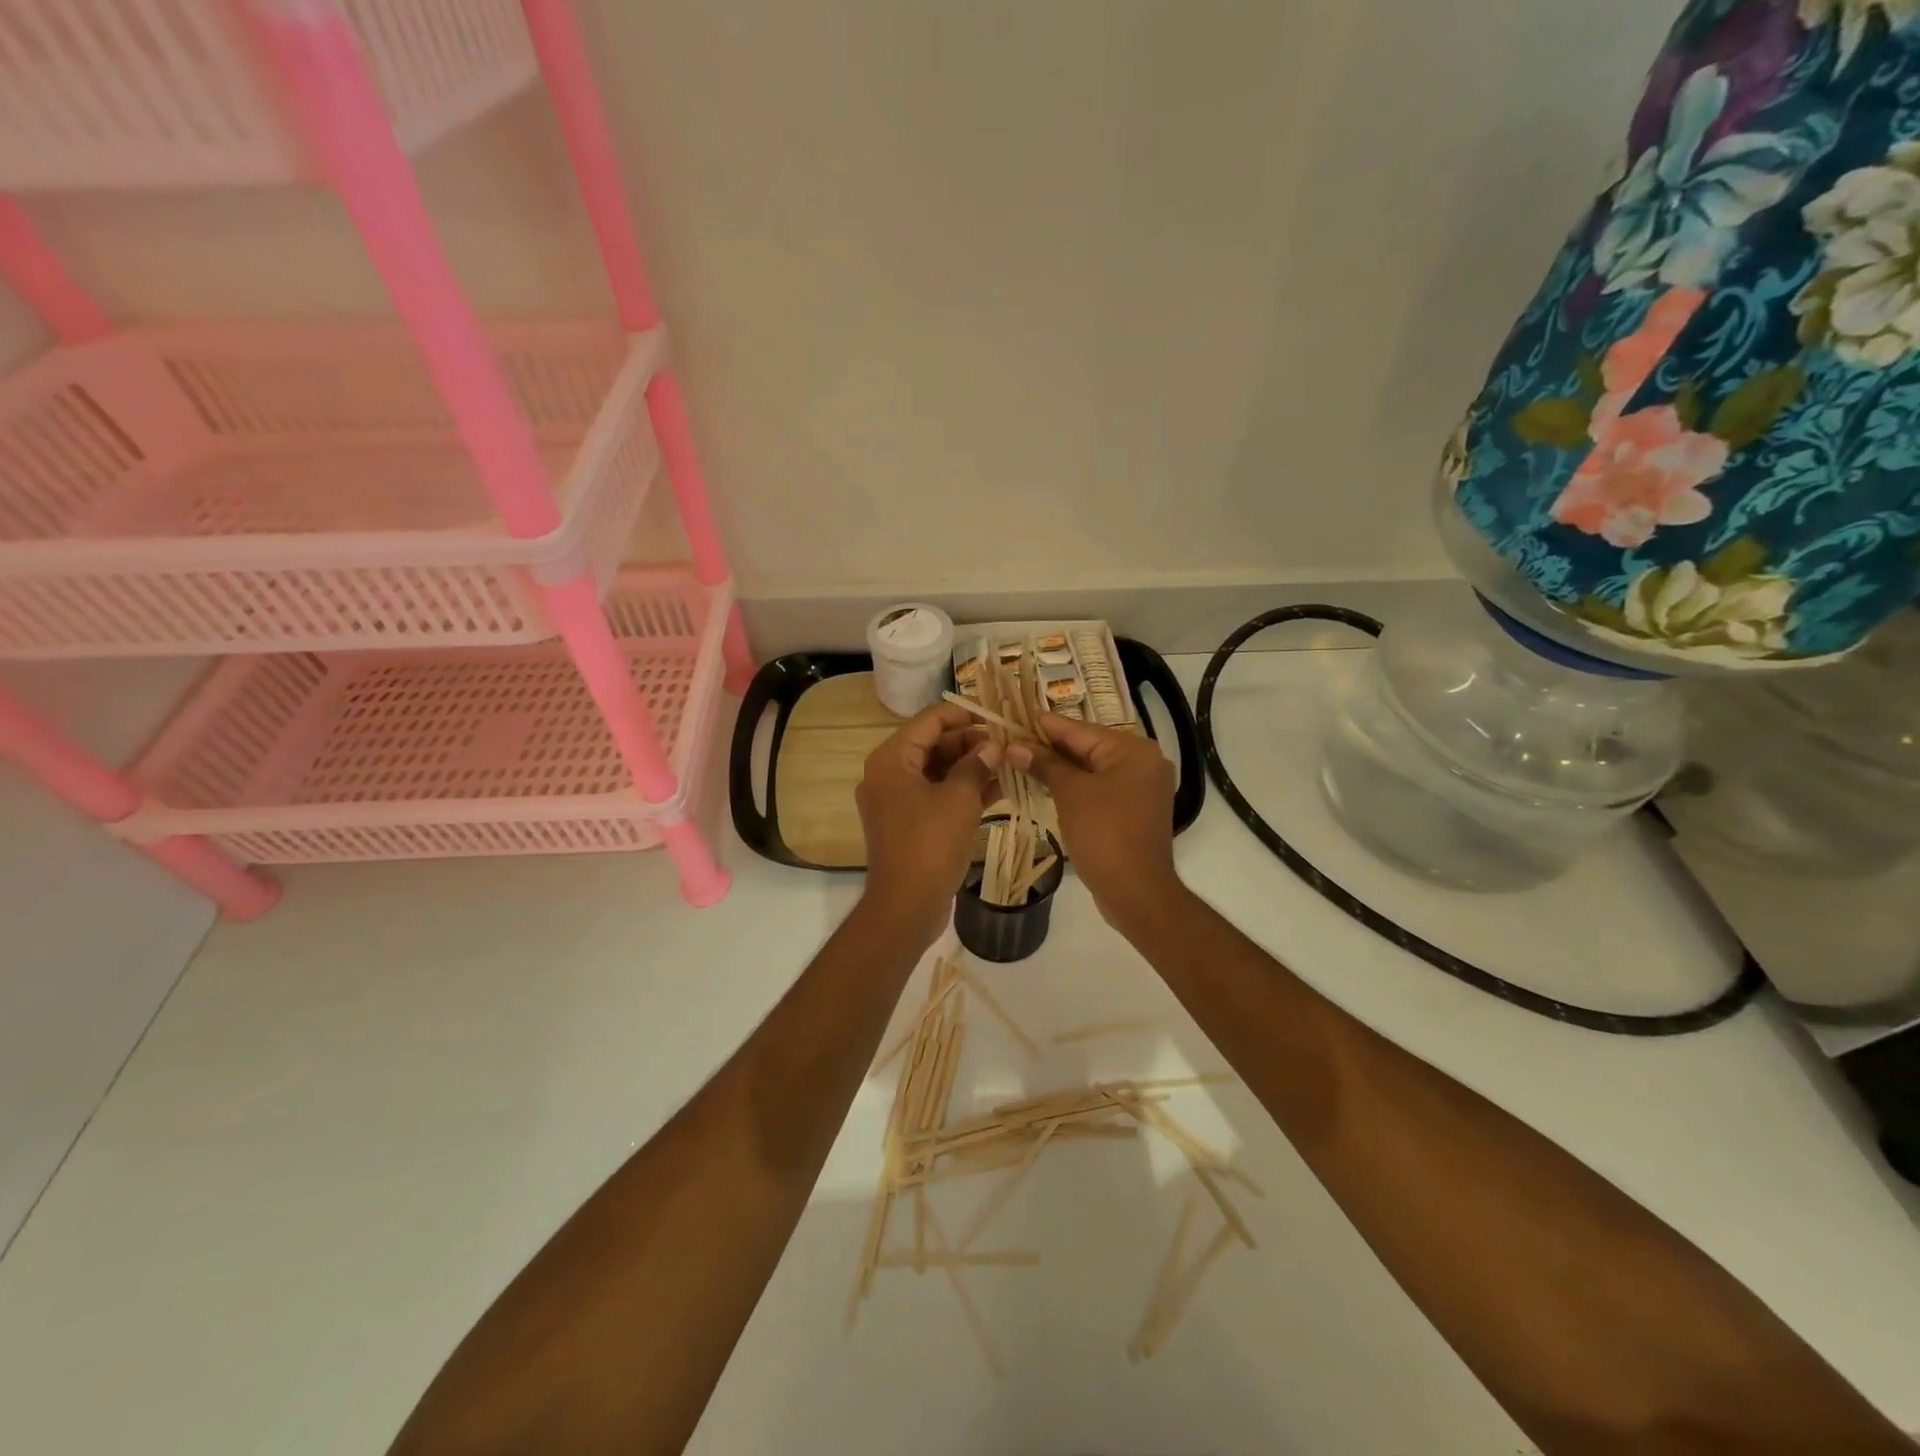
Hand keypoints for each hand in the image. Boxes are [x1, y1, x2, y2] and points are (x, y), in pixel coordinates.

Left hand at [856, 702, 1002, 946]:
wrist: (906, 905)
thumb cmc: (930, 844)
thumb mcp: (959, 799)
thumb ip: (976, 765)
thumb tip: (992, 747)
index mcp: (892, 759)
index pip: (929, 720)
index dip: (964, 714)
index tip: (997, 718)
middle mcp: (888, 774)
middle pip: (933, 744)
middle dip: (970, 743)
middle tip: (1008, 745)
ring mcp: (896, 800)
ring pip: (937, 770)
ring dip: (970, 767)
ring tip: (1008, 764)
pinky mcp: (908, 823)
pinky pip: (936, 795)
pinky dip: (962, 791)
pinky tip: (998, 789)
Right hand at [1012, 715, 1181, 931]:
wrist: (1136, 891)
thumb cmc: (1104, 834)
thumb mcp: (1070, 794)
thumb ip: (1044, 764)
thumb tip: (1016, 746)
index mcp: (1133, 750)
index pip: (1080, 729)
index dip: (1044, 725)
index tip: (1014, 717)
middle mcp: (1144, 762)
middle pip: (1088, 747)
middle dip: (1050, 747)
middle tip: (1012, 740)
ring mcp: (1142, 788)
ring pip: (1092, 769)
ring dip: (1060, 768)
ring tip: (1021, 760)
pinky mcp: (1135, 810)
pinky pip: (1100, 788)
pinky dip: (1075, 786)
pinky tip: (1046, 785)